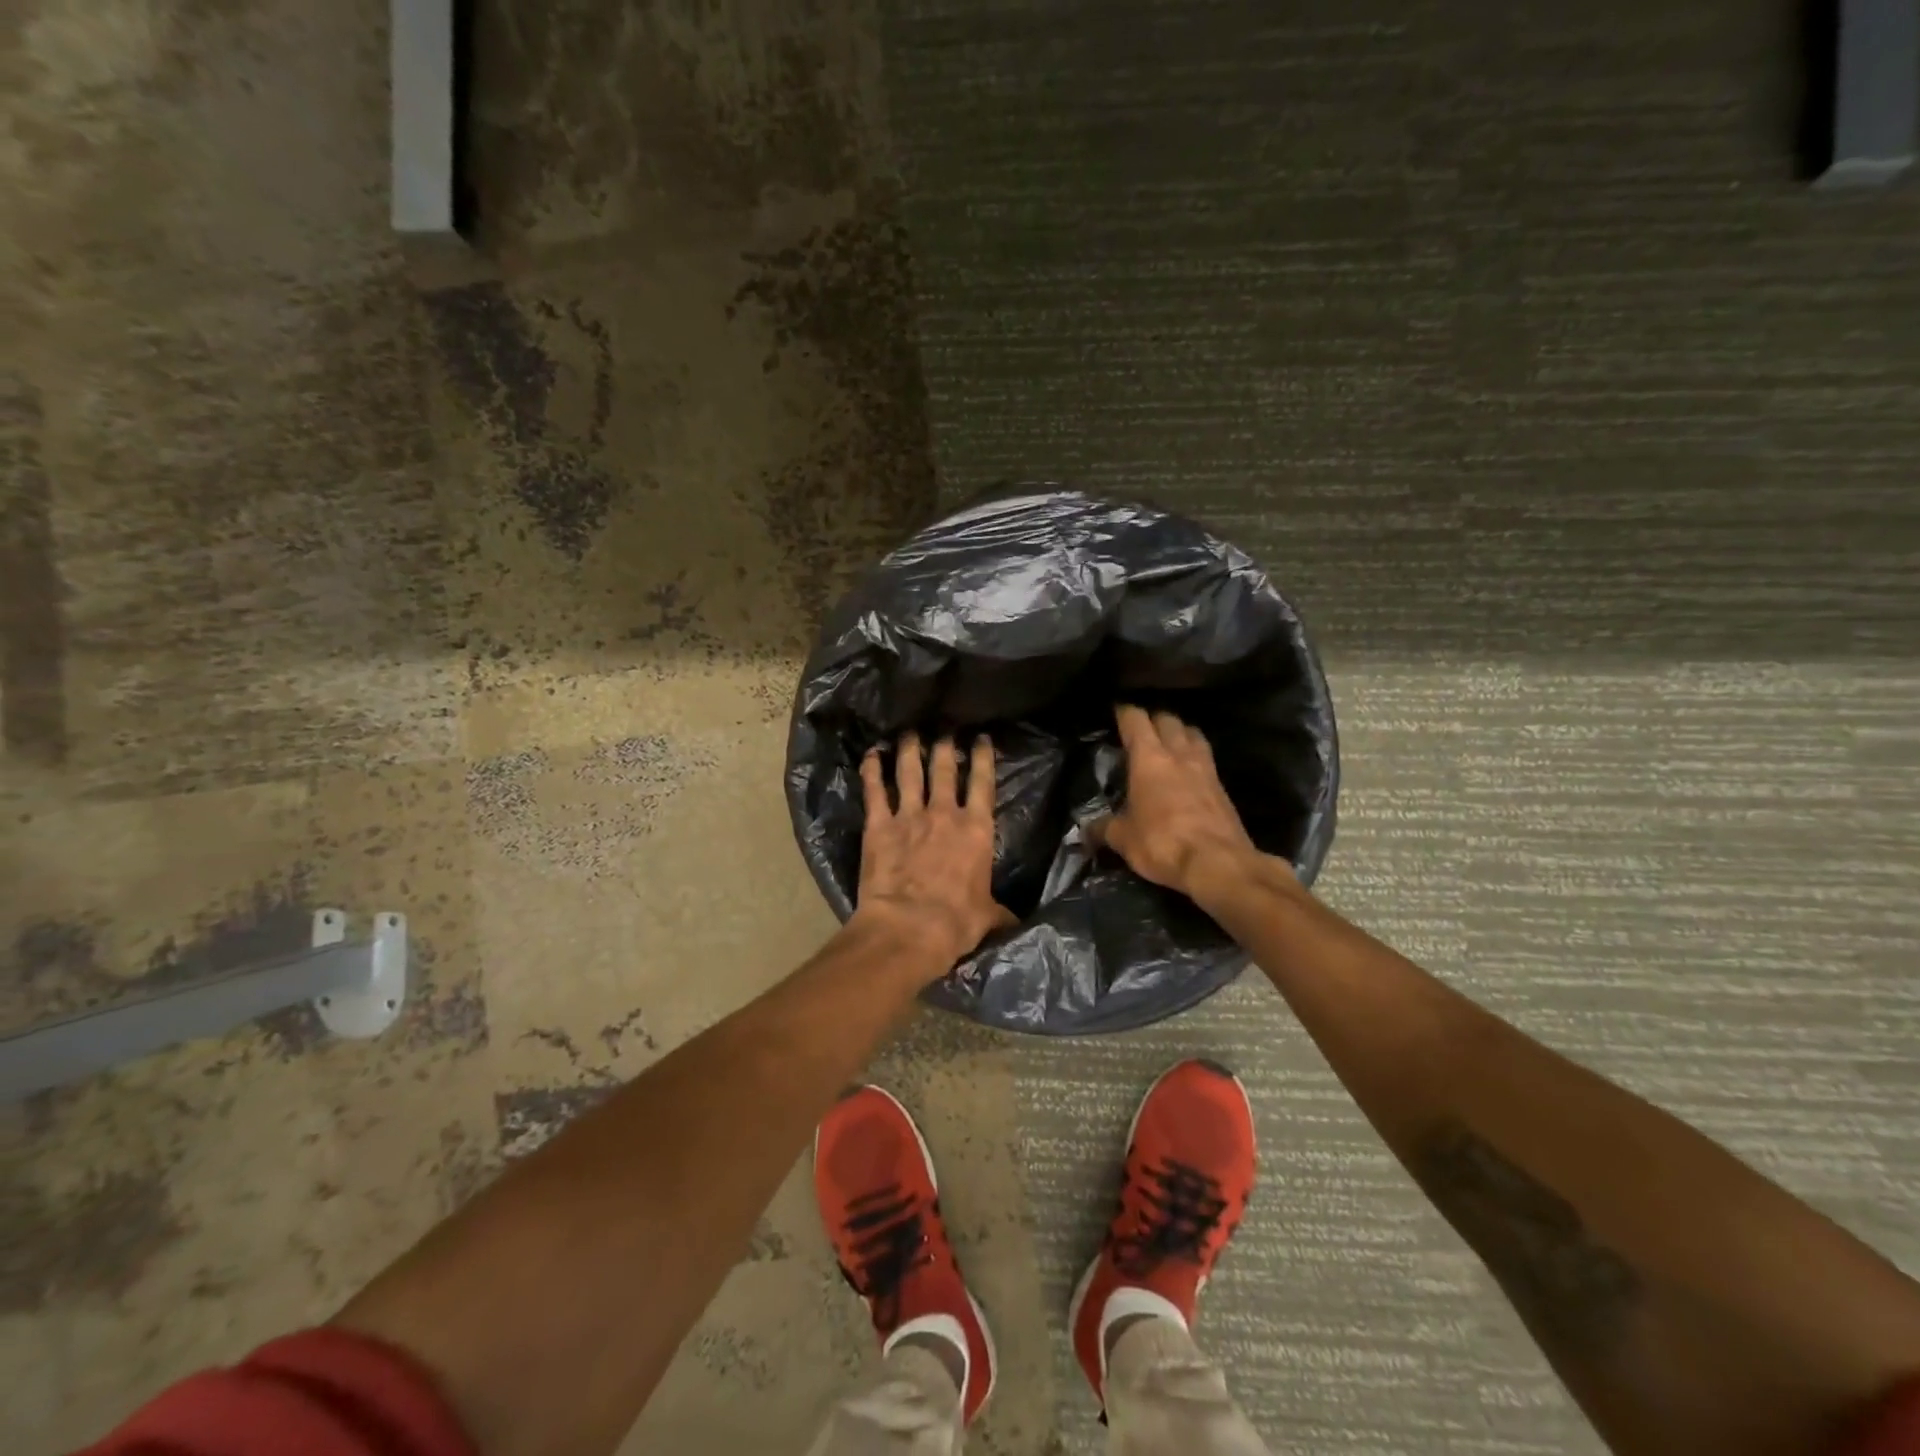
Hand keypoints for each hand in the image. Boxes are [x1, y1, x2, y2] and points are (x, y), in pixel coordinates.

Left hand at [853, 732, 1014, 973]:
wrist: (909, 927)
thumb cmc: (955, 922)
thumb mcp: (987, 916)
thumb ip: (999, 911)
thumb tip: (1015, 922)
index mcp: (976, 830)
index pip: (983, 783)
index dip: (982, 757)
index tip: (980, 738)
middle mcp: (944, 813)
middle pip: (944, 768)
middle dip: (945, 745)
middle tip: (943, 729)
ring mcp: (909, 816)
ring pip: (910, 772)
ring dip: (909, 749)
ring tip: (909, 733)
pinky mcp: (879, 826)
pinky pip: (875, 790)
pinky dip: (872, 770)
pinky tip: (871, 754)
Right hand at [1101, 705, 1287, 902]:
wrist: (1218, 864)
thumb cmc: (1162, 843)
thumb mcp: (1123, 839)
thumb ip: (1104, 828)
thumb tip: (1086, 830)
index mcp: (1149, 758)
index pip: (1136, 720)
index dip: (1125, 712)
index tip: (1116, 712)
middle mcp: (1179, 754)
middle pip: (1168, 719)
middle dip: (1153, 720)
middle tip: (1141, 730)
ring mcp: (1206, 768)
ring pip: (1192, 734)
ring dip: (1179, 733)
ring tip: (1168, 744)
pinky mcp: (1223, 788)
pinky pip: (1206, 759)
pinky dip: (1195, 756)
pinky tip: (1188, 772)